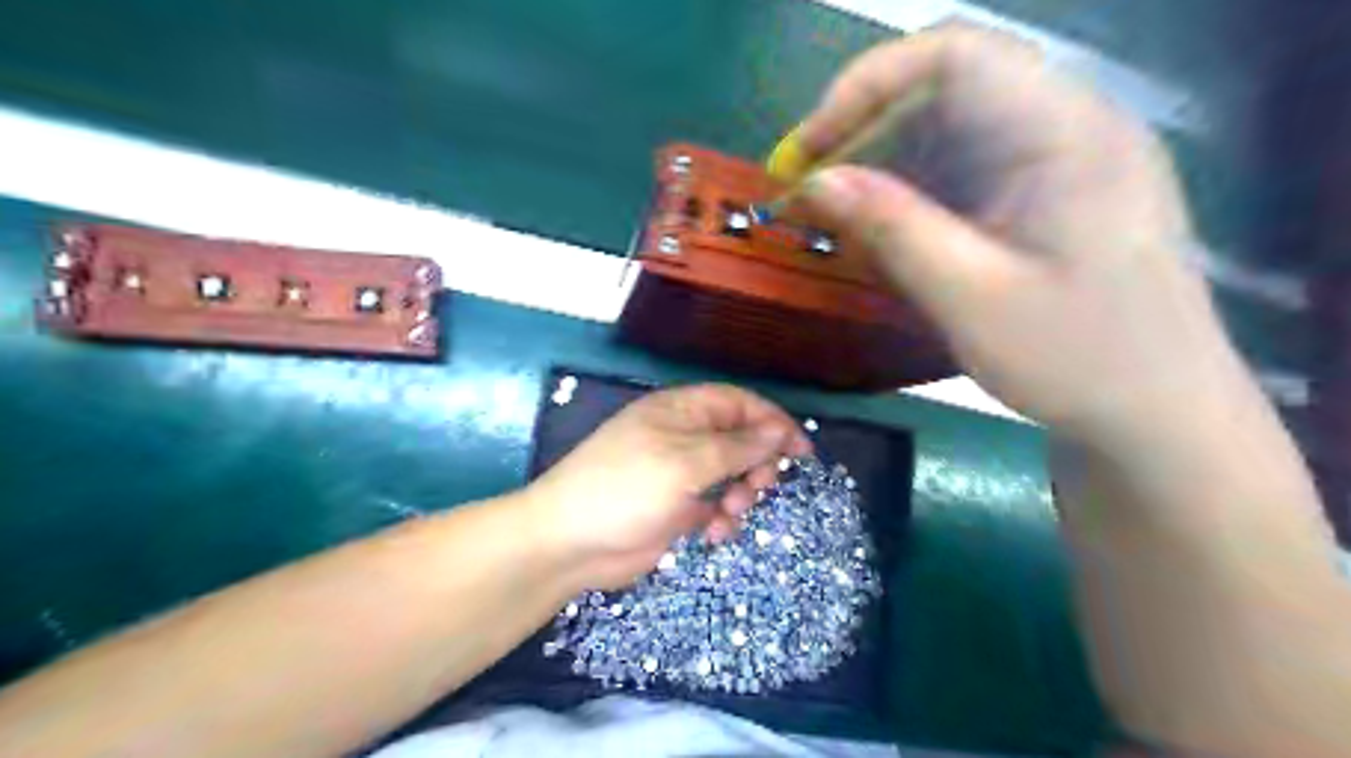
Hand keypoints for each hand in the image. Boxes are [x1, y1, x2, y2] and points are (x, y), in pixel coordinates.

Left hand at [519, 386, 812, 584]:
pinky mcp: (676, 508)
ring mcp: (679, 473)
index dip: (773, 422)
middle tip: (759, 487)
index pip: (739, 404)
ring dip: (740, 495)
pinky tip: (712, 534)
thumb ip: (737, 447)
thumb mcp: (686, 462)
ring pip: (731, 476)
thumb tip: (779, 430)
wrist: (569, 542)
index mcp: (682, 411)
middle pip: (740, 440)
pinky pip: (714, 506)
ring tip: (729, 513)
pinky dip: (721, 519)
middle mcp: (683, 437)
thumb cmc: (626, 488)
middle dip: (756, 464)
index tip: (801, 451)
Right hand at [795, 23, 1243, 446]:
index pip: (953, 55)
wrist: (1159, 413)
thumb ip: (892, 229)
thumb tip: (814, 182)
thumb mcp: (970, 298)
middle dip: (863, 133)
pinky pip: (964, 171)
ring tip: (832, 218)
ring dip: (881, 168)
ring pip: (947, 133)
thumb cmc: (1077, 360)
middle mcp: (1066, 125)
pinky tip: (881, 236)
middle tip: (805, 190)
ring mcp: (1057, 160)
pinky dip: (910, 196)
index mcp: (1065, 132)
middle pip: (945, 90)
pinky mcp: (1044, 194)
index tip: (808, 149)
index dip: (865, 87)